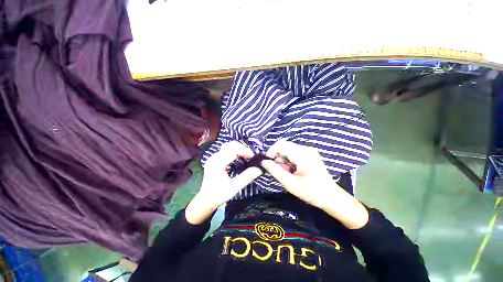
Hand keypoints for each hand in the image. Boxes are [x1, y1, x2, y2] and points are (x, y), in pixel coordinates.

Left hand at [186, 141, 261, 223]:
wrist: (206, 200)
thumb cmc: (219, 195)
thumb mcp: (234, 188)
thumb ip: (247, 177)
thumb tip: (259, 169)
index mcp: (217, 163)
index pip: (232, 150)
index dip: (244, 151)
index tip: (253, 157)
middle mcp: (214, 158)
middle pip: (229, 145)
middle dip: (242, 148)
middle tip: (250, 156)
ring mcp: (214, 158)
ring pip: (228, 146)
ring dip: (238, 149)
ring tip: (246, 156)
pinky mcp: (215, 159)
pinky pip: (226, 150)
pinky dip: (235, 151)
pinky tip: (239, 158)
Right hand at [261, 140, 368, 228]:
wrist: (331, 197)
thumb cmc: (311, 192)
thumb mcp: (290, 183)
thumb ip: (275, 171)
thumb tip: (263, 162)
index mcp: (302, 154)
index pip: (280, 145)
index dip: (271, 152)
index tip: (268, 163)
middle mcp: (305, 149)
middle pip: (284, 146)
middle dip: (277, 157)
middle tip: (278, 171)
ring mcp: (309, 151)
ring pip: (288, 150)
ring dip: (283, 160)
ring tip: (286, 172)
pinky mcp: (309, 154)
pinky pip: (294, 153)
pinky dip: (289, 160)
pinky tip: (292, 170)